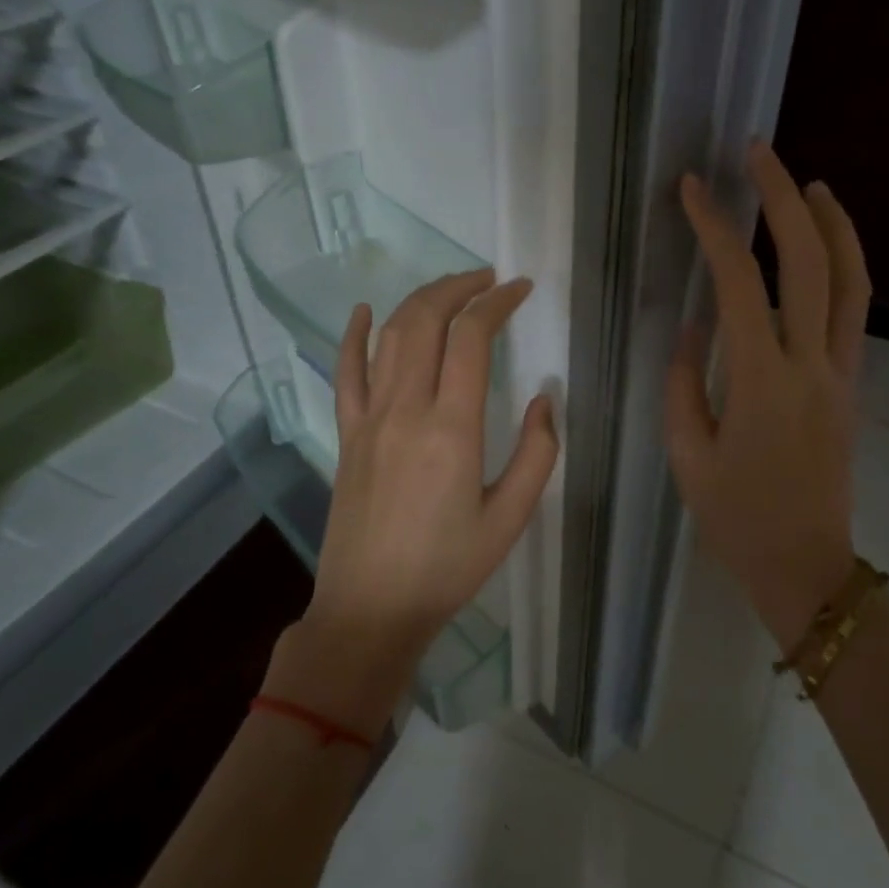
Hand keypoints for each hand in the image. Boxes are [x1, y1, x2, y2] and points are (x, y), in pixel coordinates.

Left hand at [271, 270, 558, 730]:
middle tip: (488, 280)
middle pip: (425, 321)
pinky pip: (346, 372)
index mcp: (452, 429)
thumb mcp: (510, 518)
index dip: (496, 303)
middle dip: (458, 287)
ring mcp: (368, 419)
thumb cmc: (448, 568)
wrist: (371, 608)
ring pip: (390, 337)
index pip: (471, 338)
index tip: (519, 289)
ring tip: (451, 290)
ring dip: (420, 301)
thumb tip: (542, 400)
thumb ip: (536, 454)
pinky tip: (366, 311)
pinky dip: (355, 335)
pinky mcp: (347, 435)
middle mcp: (406, 410)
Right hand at [665, 142, 871, 650]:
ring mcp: (842, 373)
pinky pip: (855, 312)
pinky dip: (844, 265)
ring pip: (850, 280)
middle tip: (757, 152)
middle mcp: (811, 365)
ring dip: (831, 222)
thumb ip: (683, 383)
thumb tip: (693, 326)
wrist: (806, 567)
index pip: (739, 284)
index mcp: (761, 383)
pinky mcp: (853, 386)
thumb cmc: (735, 519)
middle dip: (782, 198)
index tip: (692, 189)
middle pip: (809, 262)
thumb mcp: (688, 455)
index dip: (714, 228)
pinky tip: (823, 247)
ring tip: (807, 182)